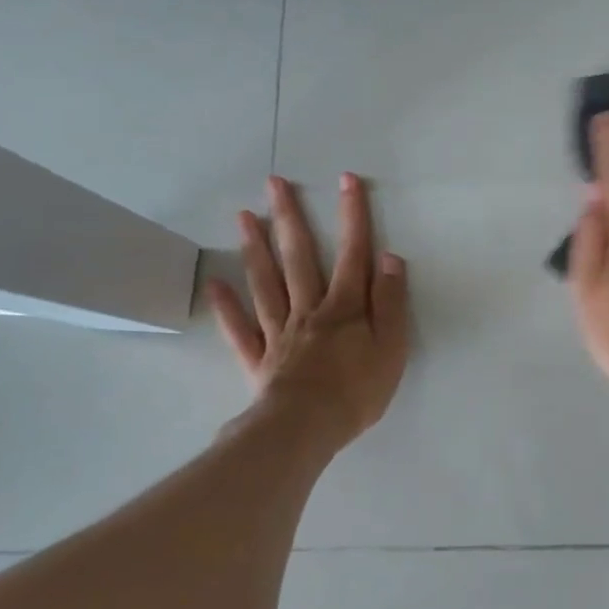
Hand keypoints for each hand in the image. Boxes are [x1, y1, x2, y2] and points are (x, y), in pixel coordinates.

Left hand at [206, 174, 409, 444]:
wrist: (306, 428)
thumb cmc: (357, 390)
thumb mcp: (392, 347)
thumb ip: (390, 302)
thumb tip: (389, 257)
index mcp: (344, 307)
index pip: (352, 253)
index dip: (352, 216)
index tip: (346, 180)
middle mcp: (308, 310)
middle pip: (298, 257)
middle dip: (290, 217)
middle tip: (274, 183)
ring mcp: (279, 332)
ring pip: (265, 283)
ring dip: (255, 248)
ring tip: (244, 216)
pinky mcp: (259, 359)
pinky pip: (240, 329)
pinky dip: (227, 307)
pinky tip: (216, 284)